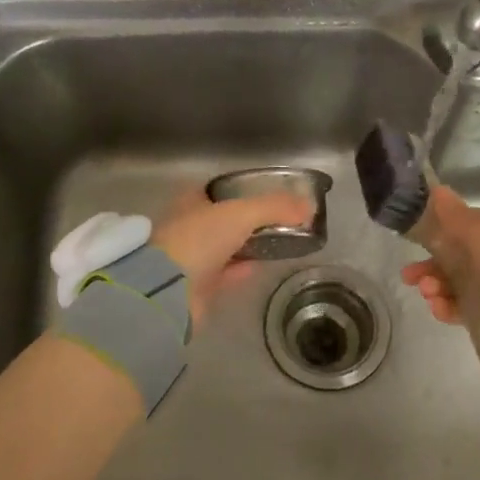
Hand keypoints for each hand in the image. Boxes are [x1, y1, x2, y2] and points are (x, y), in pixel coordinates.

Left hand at [152, 189, 312, 325]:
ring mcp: (190, 257)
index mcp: (189, 201)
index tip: (266, 193)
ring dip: (247, 244)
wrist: (168, 290)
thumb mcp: (242, 213)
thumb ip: (276, 208)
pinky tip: (263, 266)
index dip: (240, 189)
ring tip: (278, 241)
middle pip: (222, 219)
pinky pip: (226, 272)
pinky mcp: (197, 286)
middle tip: (278, 220)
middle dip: (246, 219)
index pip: (216, 189)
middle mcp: (187, 226)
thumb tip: (310, 207)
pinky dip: (243, 268)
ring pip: (225, 246)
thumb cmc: (199, 239)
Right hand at [399, 186, 479, 326]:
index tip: (413, 257)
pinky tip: (442, 312)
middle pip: (461, 266)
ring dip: (443, 293)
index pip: (461, 236)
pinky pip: (479, 315)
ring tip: (431, 298)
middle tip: (415, 282)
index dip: (434, 246)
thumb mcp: (477, 228)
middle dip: (434, 273)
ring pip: (467, 291)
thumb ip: (452, 215)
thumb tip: (435, 190)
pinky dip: (458, 313)